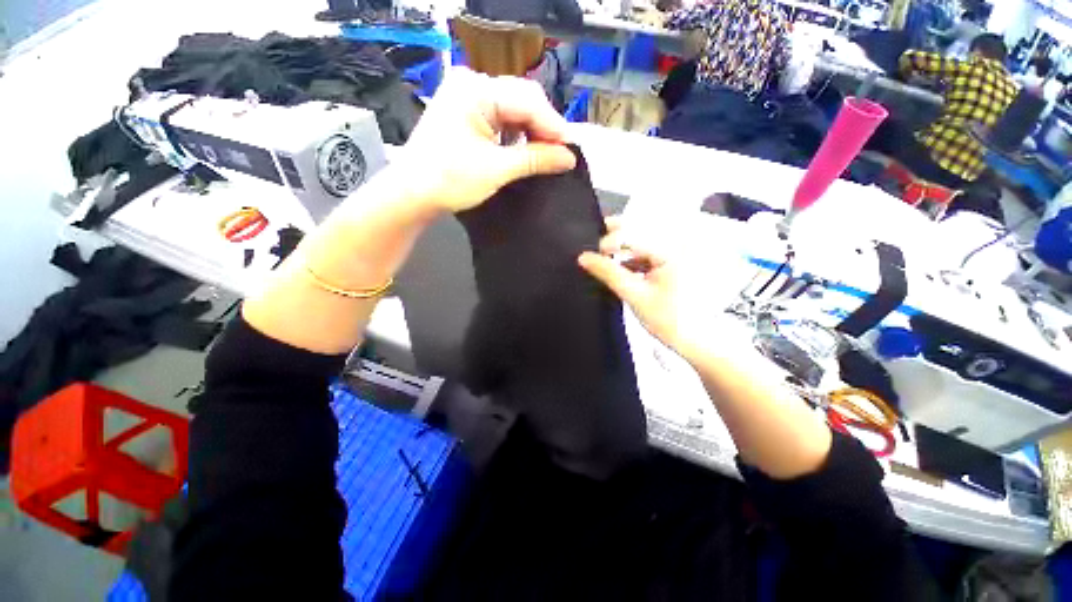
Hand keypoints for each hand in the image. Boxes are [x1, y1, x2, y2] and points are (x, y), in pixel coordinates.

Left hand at [396, 68, 577, 212]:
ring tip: (547, 154)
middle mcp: (471, 84)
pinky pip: (500, 118)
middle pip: (521, 100)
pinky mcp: (465, 113)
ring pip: (512, 110)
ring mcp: (466, 97)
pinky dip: (515, 135)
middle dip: (543, 128)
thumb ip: (536, 159)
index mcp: (475, 90)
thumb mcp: (497, 169)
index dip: (553, 126)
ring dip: (531, 132)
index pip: (528, 100)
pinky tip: (525, 149)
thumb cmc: (450, 180)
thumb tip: (569, 157)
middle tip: (561, 154)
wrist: (413, 194)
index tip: (572, 150)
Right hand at [578, 218, 722, 364]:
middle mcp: (678, 243)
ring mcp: (677, 250)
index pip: (633, 233)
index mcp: (672, 249)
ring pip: (642, 238)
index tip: (591, 256)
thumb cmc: (669, 319)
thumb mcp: (634, 294)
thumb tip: (584, 257)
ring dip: (622, 247)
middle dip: (614, 237)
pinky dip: (632, 256)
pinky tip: (621, 267)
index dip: (609, 241)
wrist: (695, 338)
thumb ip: (608, 272)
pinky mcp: (674, 259)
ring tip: (604, 259)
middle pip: (639, 228)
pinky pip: (648, 250)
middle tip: (595, 248)